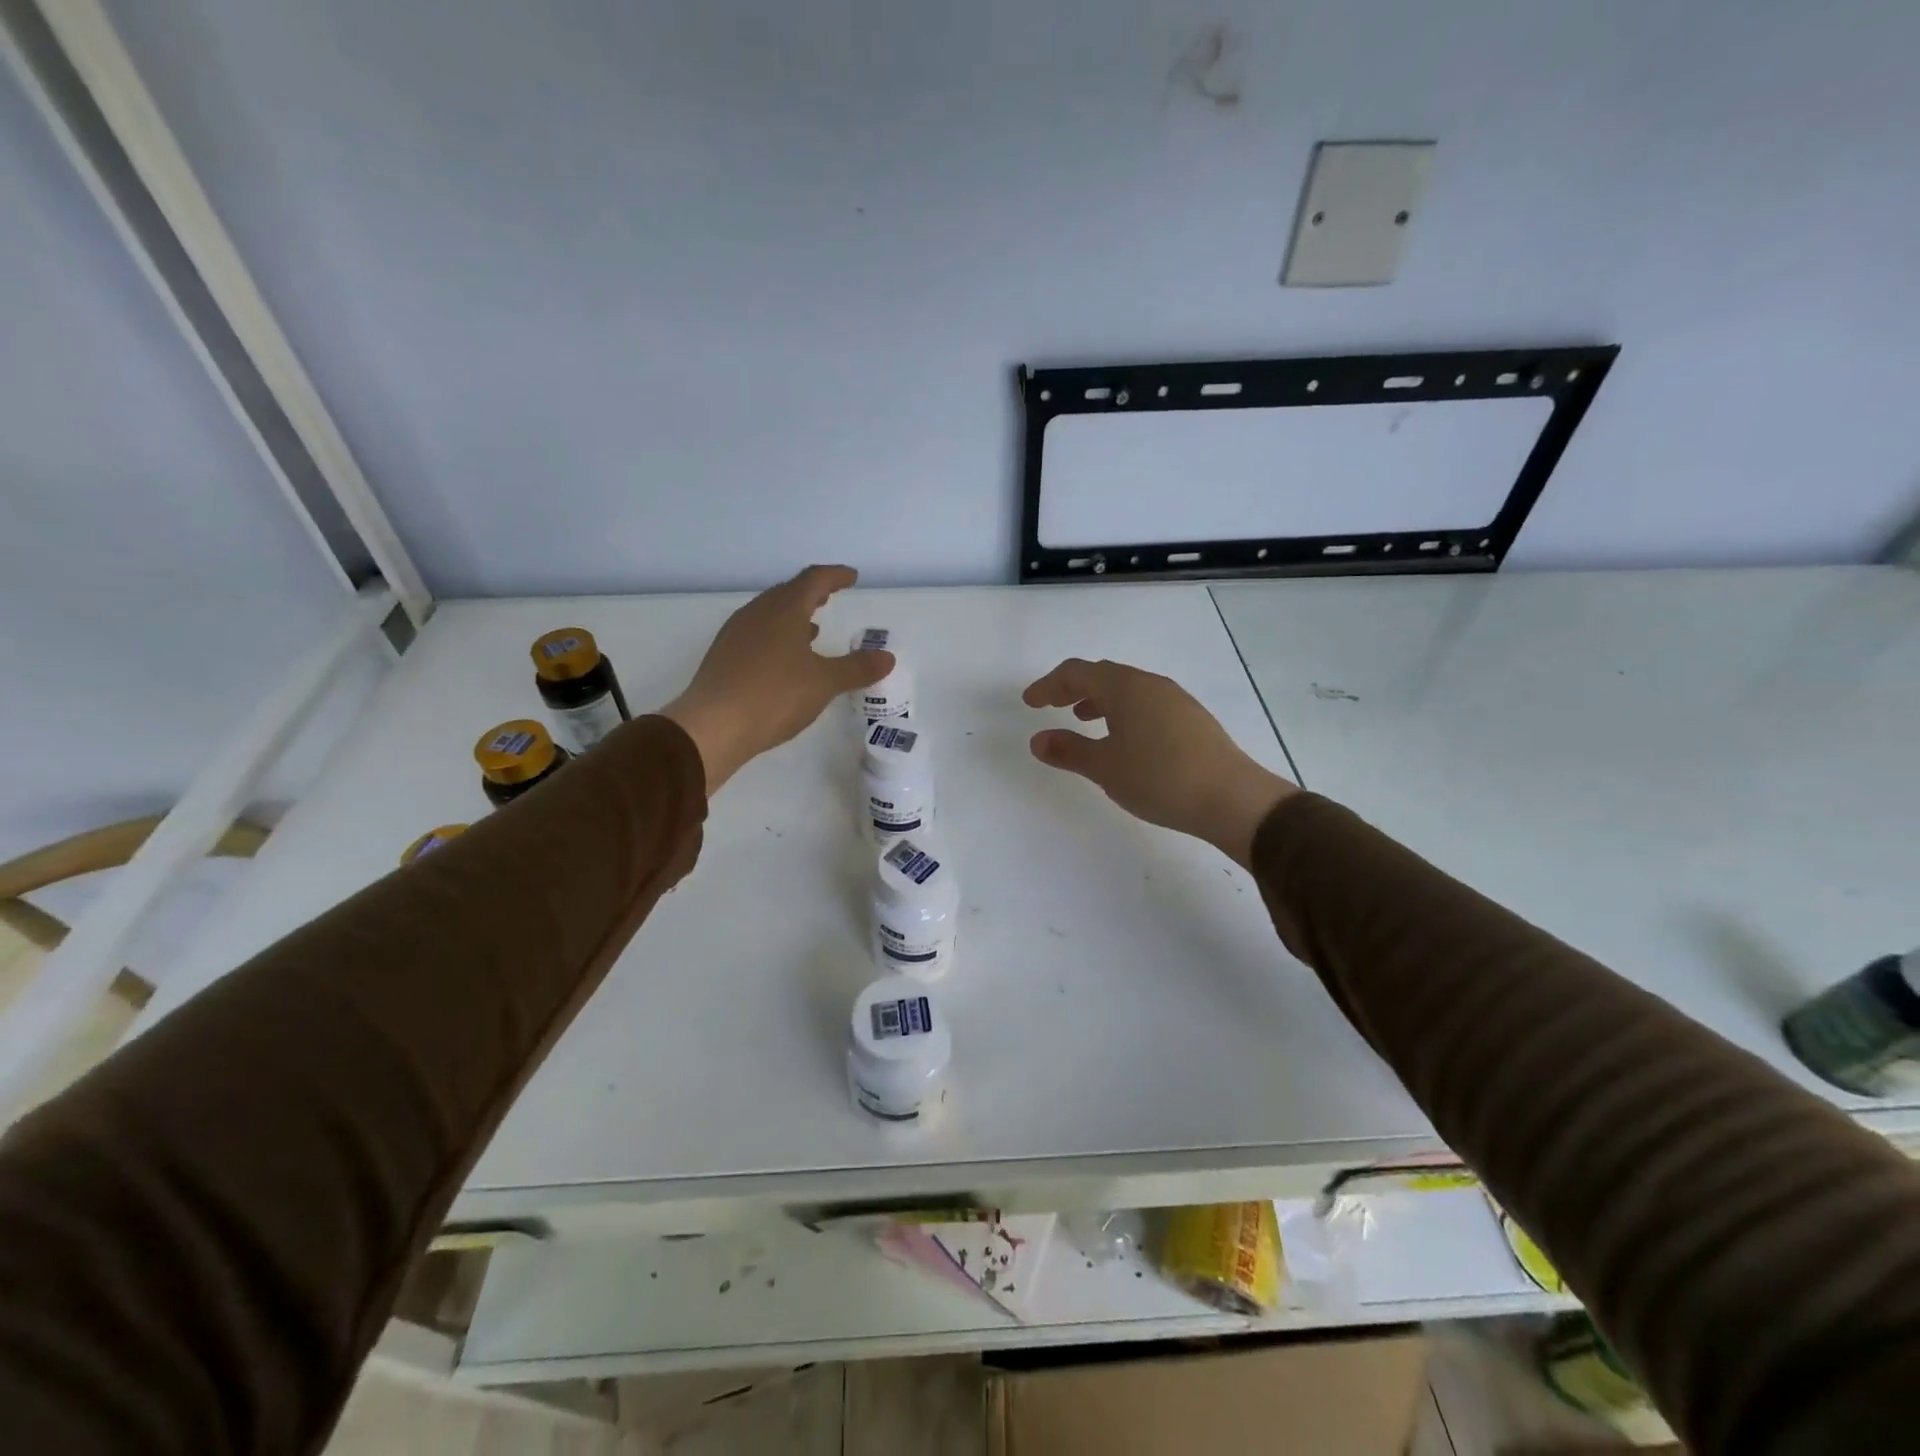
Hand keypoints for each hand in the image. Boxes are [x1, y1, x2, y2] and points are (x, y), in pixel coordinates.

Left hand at [663, 565, 892, 792]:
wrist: (713, 726)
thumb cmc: (774, 695)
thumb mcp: (824, 683)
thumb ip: (857, 668)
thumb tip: (887, 657)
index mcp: (784, 610)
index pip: (813, 580)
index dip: (835, 576)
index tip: (851, 577)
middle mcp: (757, 614)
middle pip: (787, 593)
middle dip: (811, 593)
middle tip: (829, 597)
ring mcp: (736, 634)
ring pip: (769, 615)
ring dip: (793, 617)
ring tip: (812, 630)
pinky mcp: (724, 657)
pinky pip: (757, 635)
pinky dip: (777, 637)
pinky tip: (784, 659)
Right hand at [1023, 659, 1295, 867]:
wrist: (1231, 798)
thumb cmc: (1159, 778)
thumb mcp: (1105, 767)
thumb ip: (1069, 750)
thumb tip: (1038, 739)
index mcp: (1125, 688)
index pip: (1077, 672)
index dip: (1048, 685)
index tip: (1030, 702)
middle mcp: (1150, 684)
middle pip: (1103, 675)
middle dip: (1073, 688)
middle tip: (1052, 705)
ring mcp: (1175, 699)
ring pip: (1127, 689)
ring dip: (1100, 700)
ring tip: (1085, 720)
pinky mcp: (1192, 719)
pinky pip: (1147, 704)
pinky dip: (1124, 712)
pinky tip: (1125, 739)